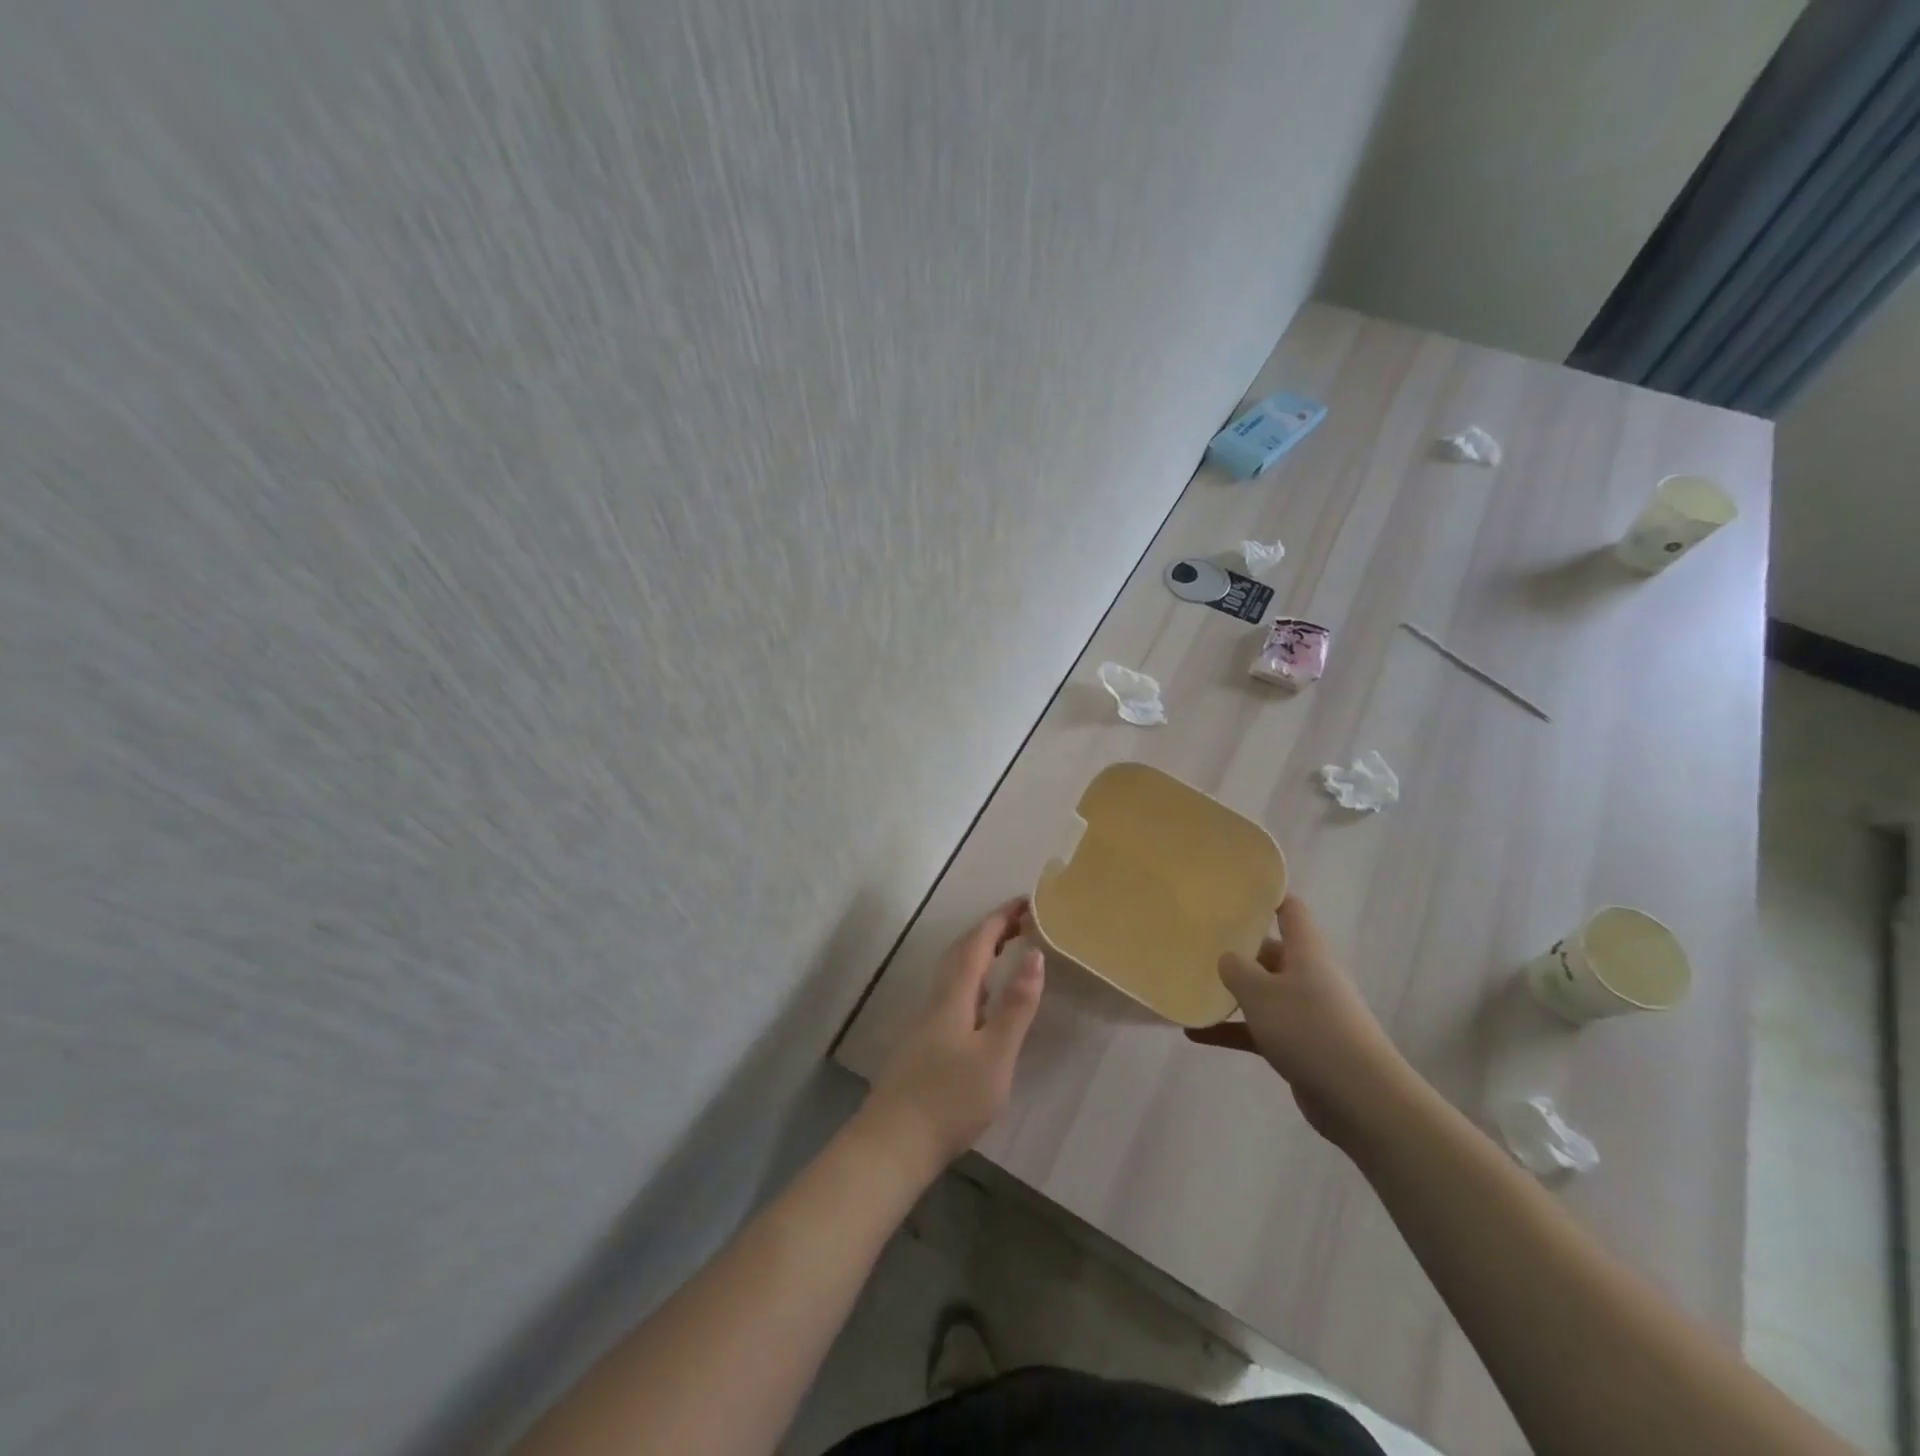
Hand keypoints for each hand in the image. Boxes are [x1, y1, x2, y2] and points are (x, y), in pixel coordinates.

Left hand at [859, 897, 1044, 1179]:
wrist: (894, 1143)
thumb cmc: (950, 1098)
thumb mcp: (995, 1054)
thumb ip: (1016, 1006)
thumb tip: (1035, 954)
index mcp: (953, 994)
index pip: (978, 942)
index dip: (1000, 918)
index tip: (1025, 901)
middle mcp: (936, 998)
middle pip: (962, 951)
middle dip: (990, 930)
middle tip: (1021, 920)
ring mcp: (927, 1020)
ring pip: (954, 972)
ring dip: (980, 953)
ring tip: (1007, 949)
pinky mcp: (924, 1042)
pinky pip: (953, 992)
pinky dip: (974, 979)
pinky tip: (983, 1001)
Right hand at [1186, 895, 1416, 1145]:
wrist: (1360, 1099)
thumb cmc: (1309, 1030)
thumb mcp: (1261, 993)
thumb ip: (1236, 969)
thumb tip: (1226, 957)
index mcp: (1306, 953)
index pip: (1290, 910)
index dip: (1267, 896)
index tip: (1234, 890)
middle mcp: (1309, 976)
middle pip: (1270, 952)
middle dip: (1237, 948)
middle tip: (1197, 941)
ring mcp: (1306, 1013)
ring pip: (1263, 993)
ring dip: (1232, 993)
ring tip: (1192, 986)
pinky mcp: (1301, 1046)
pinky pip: (1260, 1029)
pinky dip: (1232, 1030)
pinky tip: (1197, 1035)